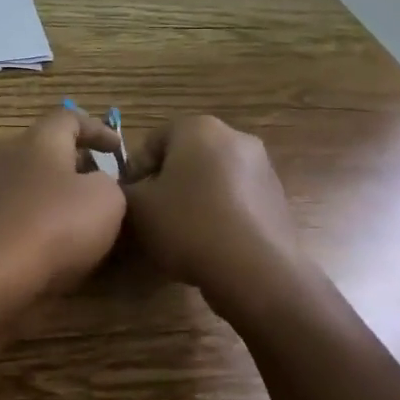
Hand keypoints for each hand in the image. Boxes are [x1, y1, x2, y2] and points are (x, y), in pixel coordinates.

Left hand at [0, 109, 127, 298]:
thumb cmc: (56, 226)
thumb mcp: (107, 198)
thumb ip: (109, 182)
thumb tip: (94, 185)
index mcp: (39, 140)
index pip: (68, 117)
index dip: (97, 129)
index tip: (119, 150)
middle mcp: (11, 157)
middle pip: (48, 149)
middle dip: (79, 163)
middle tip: (106, 183)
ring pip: (35, 181)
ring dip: (62, 193)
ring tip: (88, 216)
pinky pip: (23, 210)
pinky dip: (45, 218)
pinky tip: (62, 242)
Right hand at [122, 115, 306, 293]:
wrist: (256, 271)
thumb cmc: (187, 225)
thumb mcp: (136, 208)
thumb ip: (121, 191)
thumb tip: (127, 190)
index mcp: (198, 128)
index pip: (153, 141)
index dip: (135, 171)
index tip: (130, 201)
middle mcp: (235, 137)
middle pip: (185, 157)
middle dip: (166, 183)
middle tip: (152, 216)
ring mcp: (262, 168)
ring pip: (212, 178)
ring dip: (193, 198)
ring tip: (180, 234)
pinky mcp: (278, 198)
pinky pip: (235, 199)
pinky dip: (219, 213)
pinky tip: (210, 244)